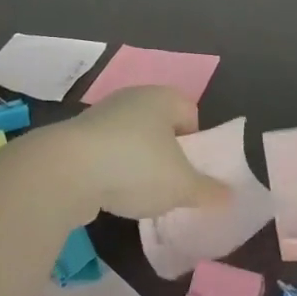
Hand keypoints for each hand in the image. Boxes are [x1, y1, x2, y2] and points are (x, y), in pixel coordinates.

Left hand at [54, 86, 232, 220]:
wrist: (66, 170)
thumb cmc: (136, 167)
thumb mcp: (182, 186)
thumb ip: (208, 191)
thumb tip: (230, 197)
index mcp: (163, 98)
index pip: (190, 112)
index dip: (195, 141)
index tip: (191, 169)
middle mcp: (132, 98)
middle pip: (160, 124)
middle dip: (166, 153)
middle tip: (169, 183)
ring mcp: (101, 115)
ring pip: (131, 138)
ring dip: (136, 162)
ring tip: (138, 193)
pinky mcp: (76, 137)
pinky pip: (105, 152)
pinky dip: (111, 170)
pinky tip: (110, 193)